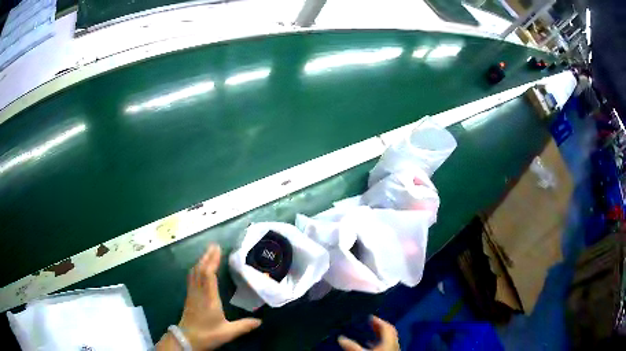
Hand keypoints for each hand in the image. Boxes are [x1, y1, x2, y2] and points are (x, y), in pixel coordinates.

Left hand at [158, 244, 260, 349]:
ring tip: (208, 253)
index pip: (208, 275)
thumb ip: (244, 326)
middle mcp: (199, 293)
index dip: (212, 261)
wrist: (186, 340)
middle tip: (214, 245)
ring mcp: (192, 294)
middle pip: (200, 270)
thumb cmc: (207, 335)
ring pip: (194, 273)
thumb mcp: (228, 332)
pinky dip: (196, 269)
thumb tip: (260, 321)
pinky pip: (192, 278)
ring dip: (201, 261)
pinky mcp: (189, 297)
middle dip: (207, 256)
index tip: (218, 249)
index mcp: (209, 299)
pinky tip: (199, 268)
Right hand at [338, 316, 398, 350]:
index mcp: (389, 341)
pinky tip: (371, 348)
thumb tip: (341, 338)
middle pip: (389, 333)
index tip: (370, 317)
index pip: (386, 327)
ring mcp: (393, 350)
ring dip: (379, 337)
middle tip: (370, 324)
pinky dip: (379, 344)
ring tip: (368, 337)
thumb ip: (352, 346)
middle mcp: (393, 344)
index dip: (378, 321)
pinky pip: (387, 347)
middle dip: (379, 328)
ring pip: (388, 341)